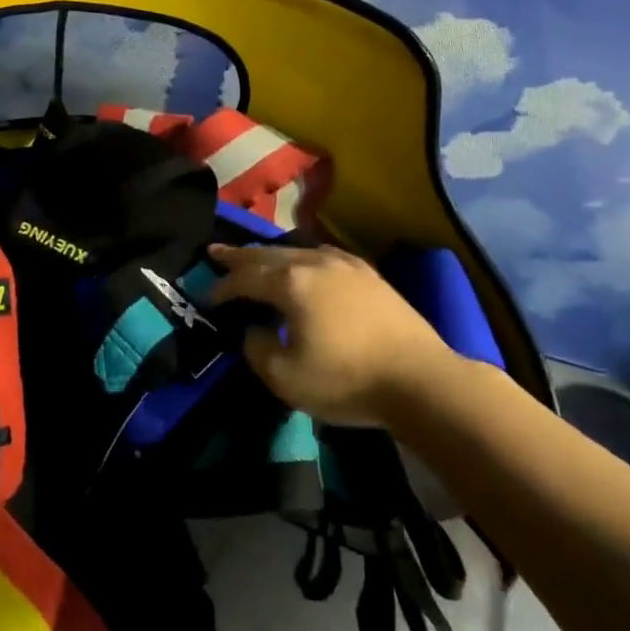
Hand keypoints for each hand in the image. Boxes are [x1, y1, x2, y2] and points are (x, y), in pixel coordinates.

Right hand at [208, 244, 457, 426]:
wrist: (421, 380)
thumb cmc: (348, 380)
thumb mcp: (286, 378)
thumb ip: (258, 349)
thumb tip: (255, 330)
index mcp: (290, 284)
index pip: (245, 277)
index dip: (223, 286)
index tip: (208, 295)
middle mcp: (313, 263)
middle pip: (267, 254)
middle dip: (239, 256)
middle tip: (216, 252)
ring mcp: (345, 265)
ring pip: (296, 250)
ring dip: (271, 255)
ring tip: (256, 257)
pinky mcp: (369, 274)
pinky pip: (323, 255)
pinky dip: (303, 257)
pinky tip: (305, 262)